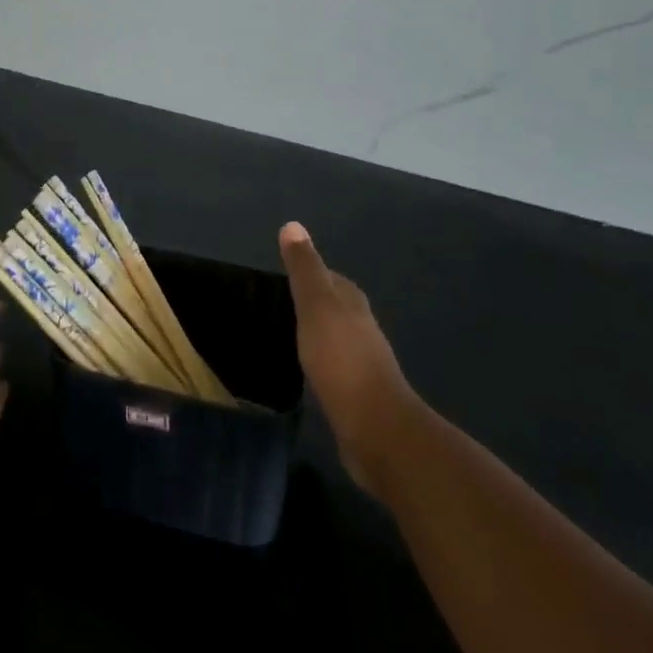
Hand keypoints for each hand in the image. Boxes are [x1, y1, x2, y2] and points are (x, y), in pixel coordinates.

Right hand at [279, 222, 417, 497]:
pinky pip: (334, 367)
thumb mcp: (316, 305)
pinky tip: (304, 370)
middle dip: (312, 302)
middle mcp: (361, 328)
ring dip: (316, 333)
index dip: (309, 273)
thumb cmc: (341, 359)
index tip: (282, 276)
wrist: (375, 428)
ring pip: (335, 337)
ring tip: (285, 335)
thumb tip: (293, 224)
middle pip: (336, 306)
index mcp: (352, 303)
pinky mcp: (357, 395)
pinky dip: (319, 362)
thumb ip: (304, 268)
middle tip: (277, 304)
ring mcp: (362, 363)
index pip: (331, 277)